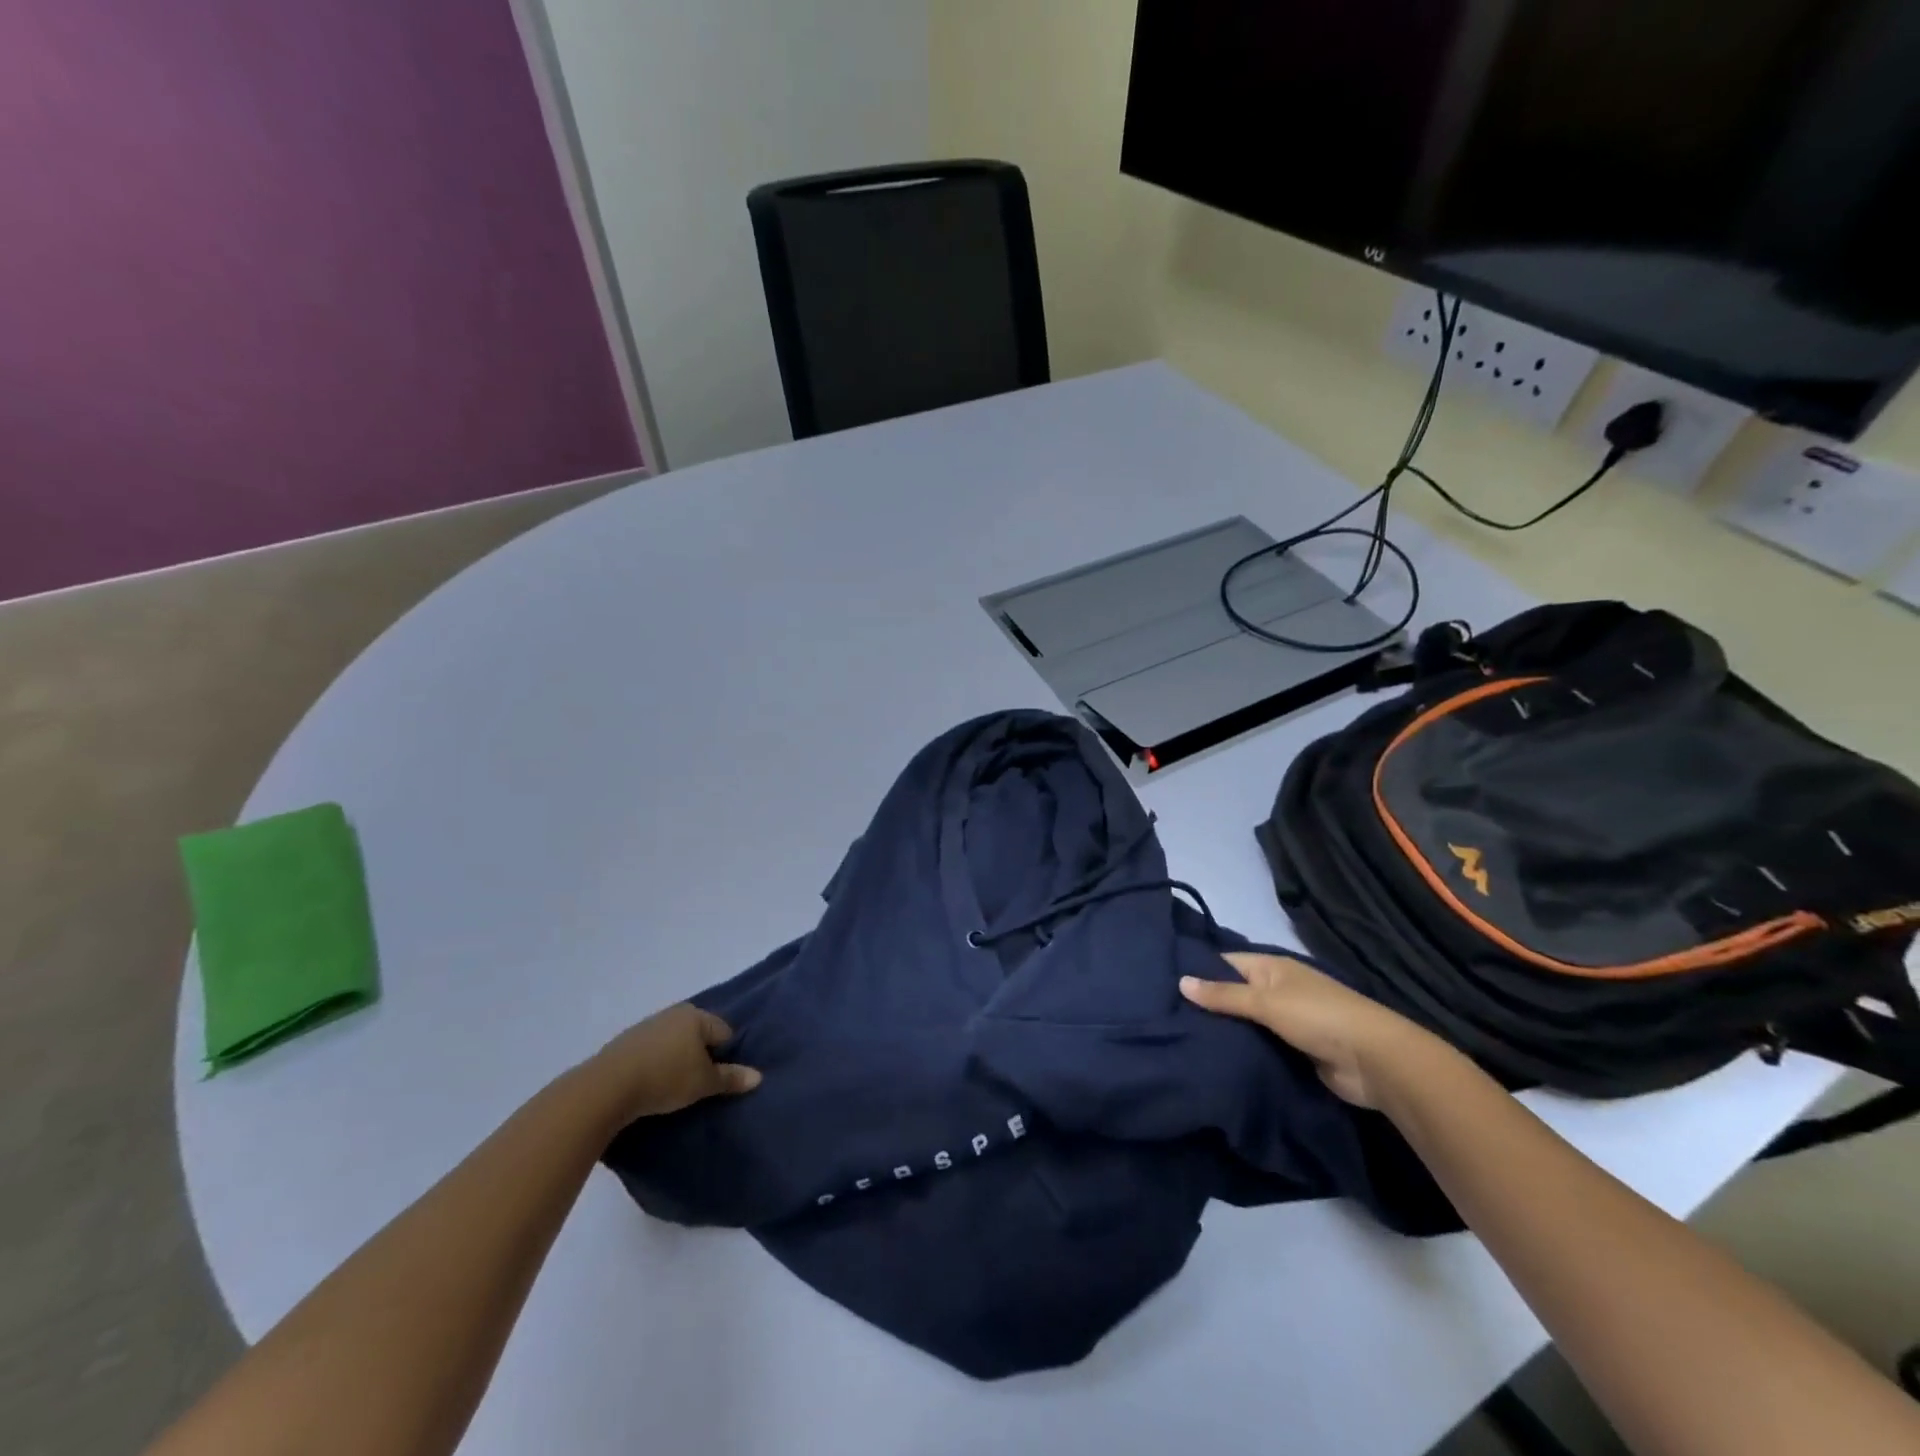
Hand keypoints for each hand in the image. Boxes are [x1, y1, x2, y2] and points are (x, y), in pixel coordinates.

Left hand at [581, 1003, 761, 1125]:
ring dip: (677, 1060)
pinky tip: (651, 1085)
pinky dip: (656, 1065)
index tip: (718, 1079)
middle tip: (698, 1084)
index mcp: (696, 1016)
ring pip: (673, 1043)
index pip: (724, 1032)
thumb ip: (730, 1078)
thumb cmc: (665, 1078)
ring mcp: (647, 1026)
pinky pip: (652, 1052)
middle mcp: (673, 1013)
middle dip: (701, 1056)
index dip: (726, 1056)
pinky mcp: (625, 1043)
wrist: (607, 1087)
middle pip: (698, 1035)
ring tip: (673, 1088)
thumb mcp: (703, 1083)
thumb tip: (758, 1076)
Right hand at [1181, 953, 1450, 1108]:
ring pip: (1245, 1022)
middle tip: (1164, 1016)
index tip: (1162, 981)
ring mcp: (1287, 1021)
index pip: (1225, 963)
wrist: (1374, 1062)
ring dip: (1223, 1031)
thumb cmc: (1318, 1017)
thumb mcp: (1266, 1002)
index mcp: (1272, 967)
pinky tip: (1212, 1058)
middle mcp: (1277, 989)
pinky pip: (1259, 1046)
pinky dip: (1242, 1050)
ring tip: (1178, 1039)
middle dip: (1206, 1004)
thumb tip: (1180, 981)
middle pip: (1233, 993)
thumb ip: (1223, 995)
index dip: (1197, 970)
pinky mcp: (1294, 1050)